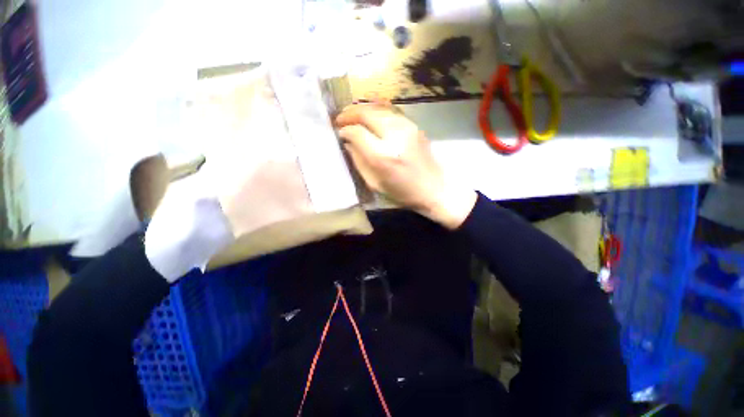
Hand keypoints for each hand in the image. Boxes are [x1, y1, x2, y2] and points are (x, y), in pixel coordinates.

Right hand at [336, 103, 476, 228]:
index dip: (345, 130)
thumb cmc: (403, 193)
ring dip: (362, 108)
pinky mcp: (415, 126)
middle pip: (367, 114)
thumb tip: (347, 142)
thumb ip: (359, 161)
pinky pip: (391, 111)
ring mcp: (407, 128)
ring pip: (379, 108)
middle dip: (350, 113)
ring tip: (351, 113)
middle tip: (340, 118)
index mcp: (383, 156)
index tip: (339, 132)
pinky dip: (377, 109)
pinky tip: (369, 113)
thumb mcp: (375, 183)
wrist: (435, 189)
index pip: (358, 133)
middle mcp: (395, 136)